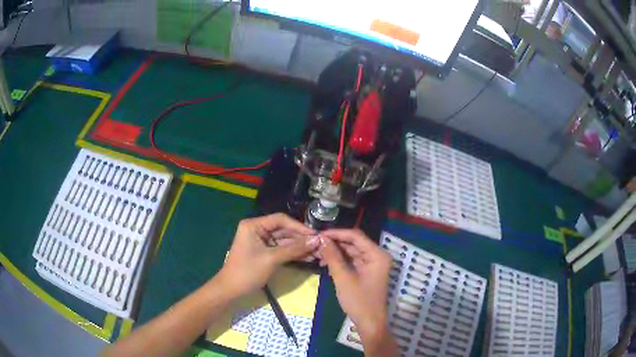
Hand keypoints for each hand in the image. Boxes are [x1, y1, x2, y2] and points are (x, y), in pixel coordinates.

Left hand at [218, 213, 318, 295]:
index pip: (280, 220)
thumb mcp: (271, 259)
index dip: (299, 227)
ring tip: (318, 253)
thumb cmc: (248, 271)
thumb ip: (294, 249)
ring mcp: (261, 242)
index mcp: (254, 225)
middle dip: (301, 239)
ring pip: (285, 241)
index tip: (316, 235)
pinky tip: (308, 257)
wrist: (231, 290)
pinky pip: (282, 250)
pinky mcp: (264, 253)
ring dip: (300, 247)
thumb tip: (317, 240)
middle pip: (284, 230)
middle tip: (320, 245)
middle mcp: (258, 230)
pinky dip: (293, 254)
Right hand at [318, 229, 391, 342]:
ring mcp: (372, 264)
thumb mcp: (343, 278)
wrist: (369, 323)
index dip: (337, 233)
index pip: (356, 236)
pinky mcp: (367, 272)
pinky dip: (340, 261)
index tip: (319, 234)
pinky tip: (326, 264)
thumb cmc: (359, 301)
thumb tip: (321, 239)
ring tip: (317, 254)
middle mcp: (377, 256)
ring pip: (352, 251)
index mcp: (377, 255)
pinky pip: (352, 261)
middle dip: (335, 243)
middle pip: (354, 243)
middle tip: (315, 244)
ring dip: (335, 252)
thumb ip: (333, 257)